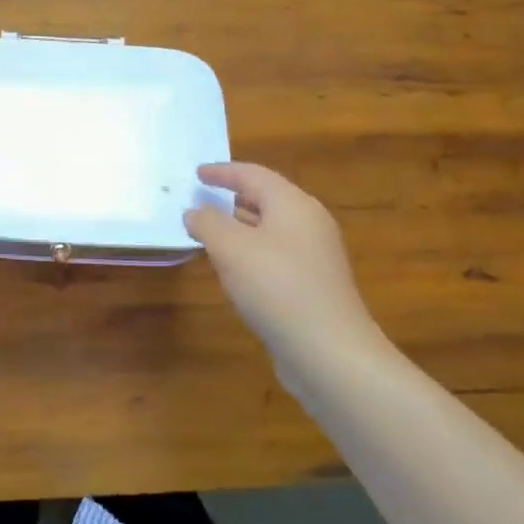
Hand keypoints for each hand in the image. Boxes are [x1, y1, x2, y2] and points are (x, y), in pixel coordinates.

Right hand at [184, 162, 387, 386]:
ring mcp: (315, 256)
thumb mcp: (230, 248)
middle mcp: (309, 223)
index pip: (253, 175)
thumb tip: (195, 211)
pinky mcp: (313, 285)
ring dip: (239, 226)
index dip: (222, 172)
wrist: (329, 352)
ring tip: (209, 232)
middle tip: (201, 199)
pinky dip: (250, 252)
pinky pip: (275, 255)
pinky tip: (233, 269)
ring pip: (270, 229)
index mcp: (293, 204)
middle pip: (265, 199)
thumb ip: (207, 222)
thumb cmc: (276, 287)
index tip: (196, 173)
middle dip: (231, 198)